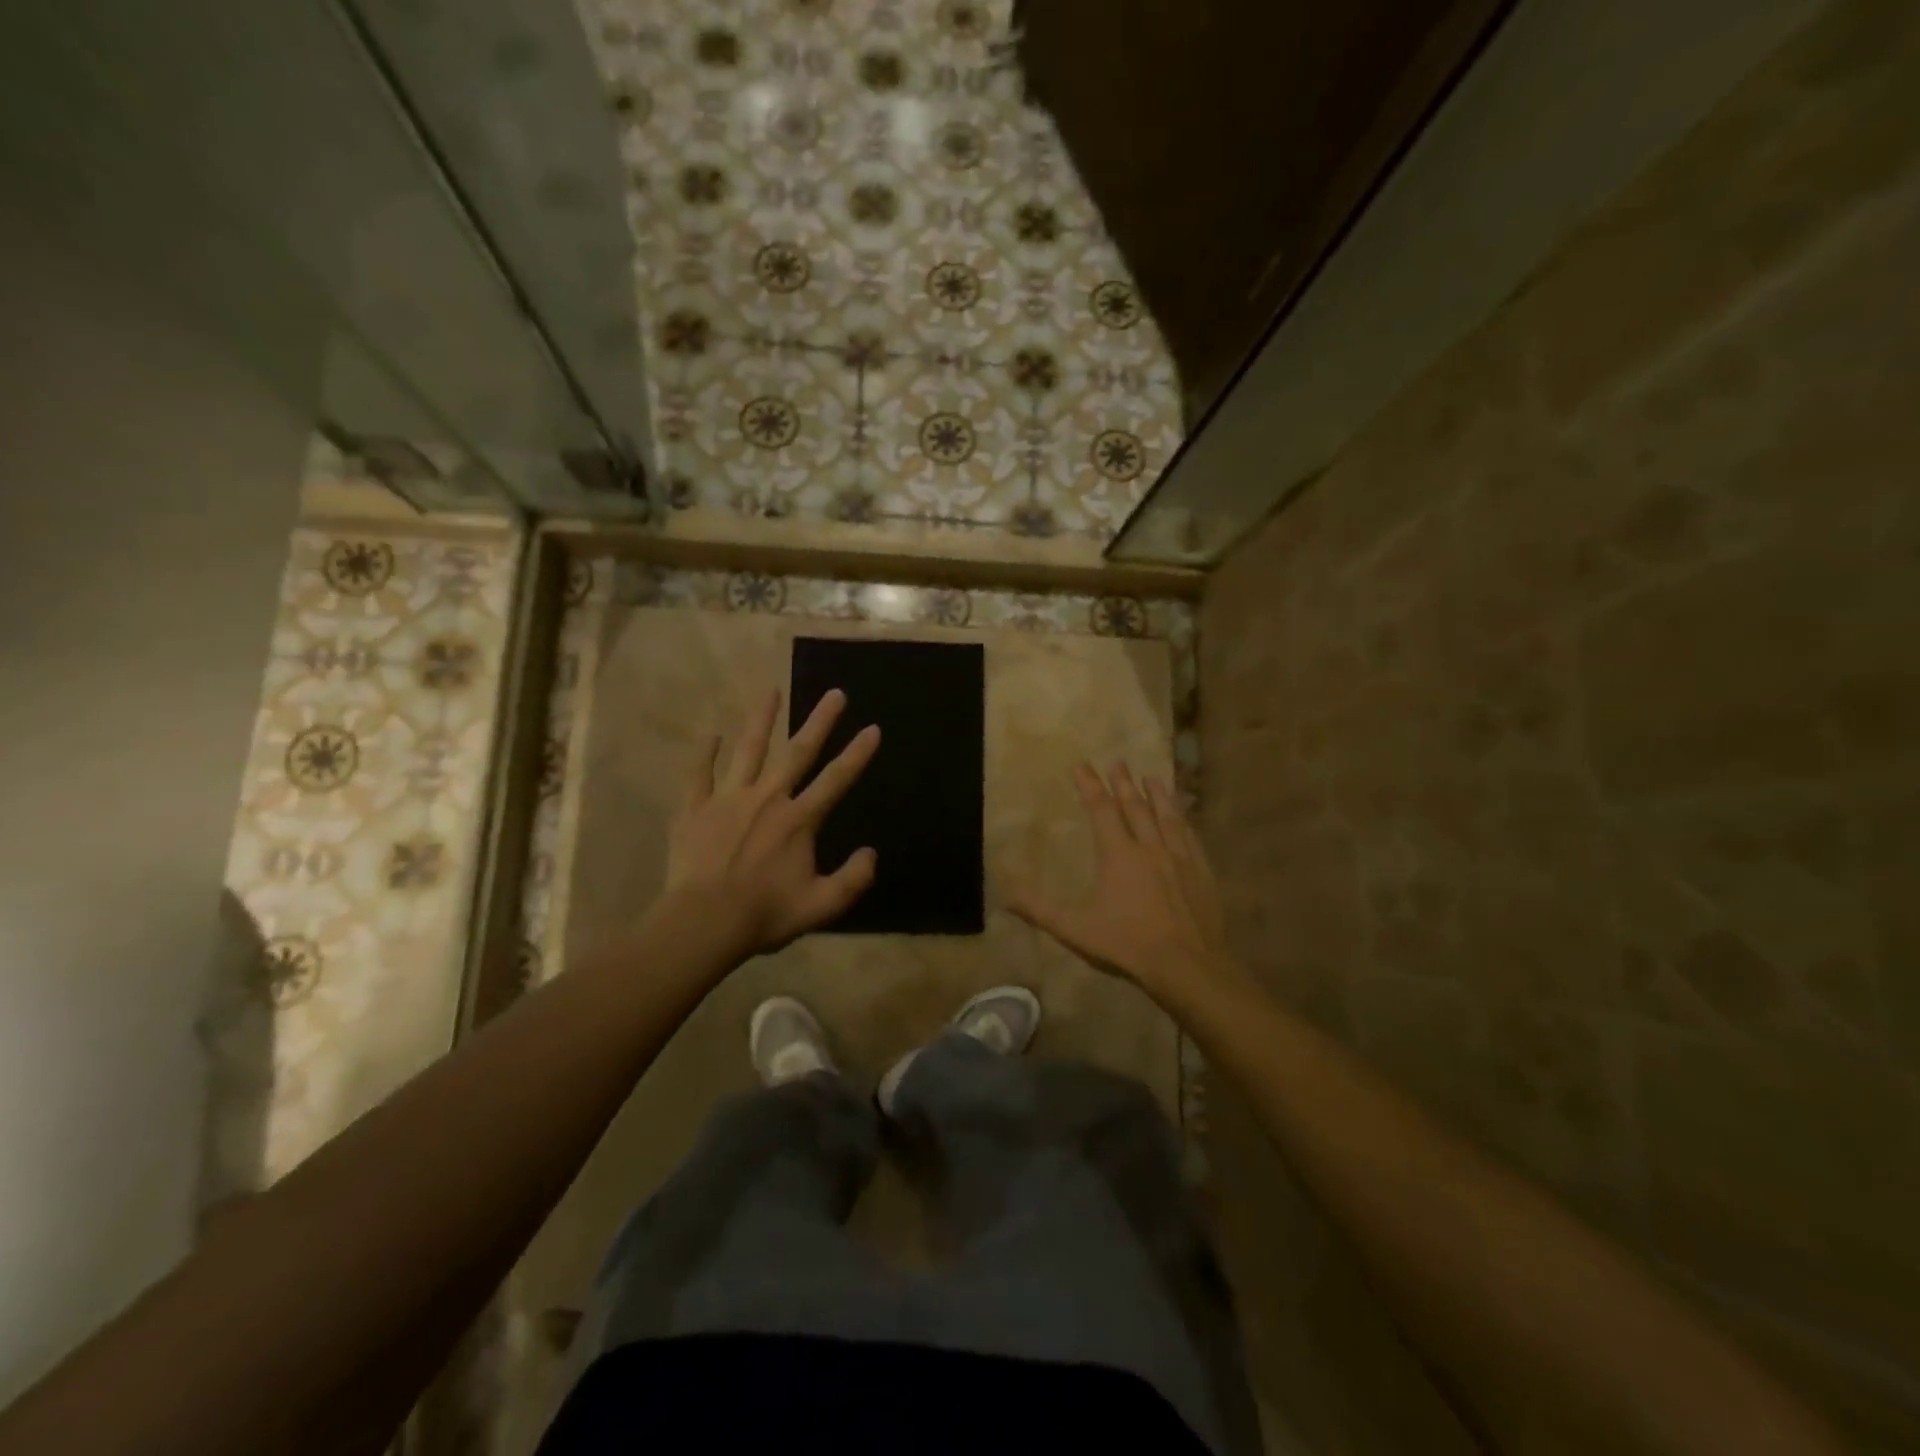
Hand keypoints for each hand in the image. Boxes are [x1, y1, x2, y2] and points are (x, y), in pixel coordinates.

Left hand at [663, 689, 879, 958]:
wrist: (703, 922)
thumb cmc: (764, 914)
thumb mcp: (821, 905)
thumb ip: (852, 879)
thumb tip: (871, 854)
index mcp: (798, 820)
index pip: (836, 780)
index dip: (857, 754)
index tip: (873, 728)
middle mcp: (767, 798)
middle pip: (797, 752)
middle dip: (819, 722)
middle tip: (834, 694)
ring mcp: (728, 800)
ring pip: (748, 751)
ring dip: (761, 720)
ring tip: (771, 691)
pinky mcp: (695, 810)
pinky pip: (701, 775)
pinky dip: (705, 754)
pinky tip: (711, 735)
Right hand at [1009, 763, 1239, 1004]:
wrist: (1187, 964)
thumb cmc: (1126, 943)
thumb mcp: (1074, 929)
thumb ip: (1038, 909)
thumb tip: (1003, 894)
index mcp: (1118, 854)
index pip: (1101, 810)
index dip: (1090, 786)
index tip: (1082, 765)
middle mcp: (1149, 847)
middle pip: (1135, 806)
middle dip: (1123, 783)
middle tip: (1118, 762)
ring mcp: (1179, 857)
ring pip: (1166, 816)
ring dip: (1157, 795)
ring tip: (1151, 778)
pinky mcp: (1201, 872)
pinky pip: (1189, 836)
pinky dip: (1182, 820)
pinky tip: (1182, 816)